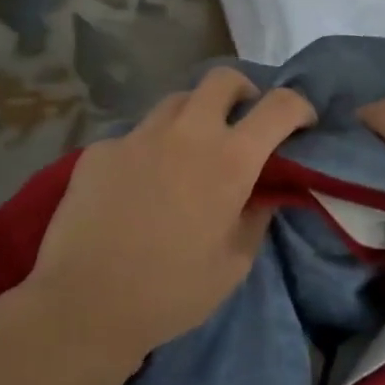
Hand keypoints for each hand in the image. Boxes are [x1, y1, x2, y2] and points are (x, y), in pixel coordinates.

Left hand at [26, 67, 314, 365]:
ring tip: (189, 151)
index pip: (279, 106)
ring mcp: (138, 135)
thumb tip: (266, 191)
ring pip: (177, 101)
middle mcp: (186, 132)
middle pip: (223, 79)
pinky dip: (151, 149)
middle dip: (243, 92)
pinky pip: (136, 135)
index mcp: (229, 159)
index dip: (299, 108)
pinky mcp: (101, 148)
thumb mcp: (233, 263)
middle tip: (242, 121)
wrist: (83, 305)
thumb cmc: (171, 292)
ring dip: (195, 116)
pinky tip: (140, 184)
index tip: (301, 124)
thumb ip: (256, 216)